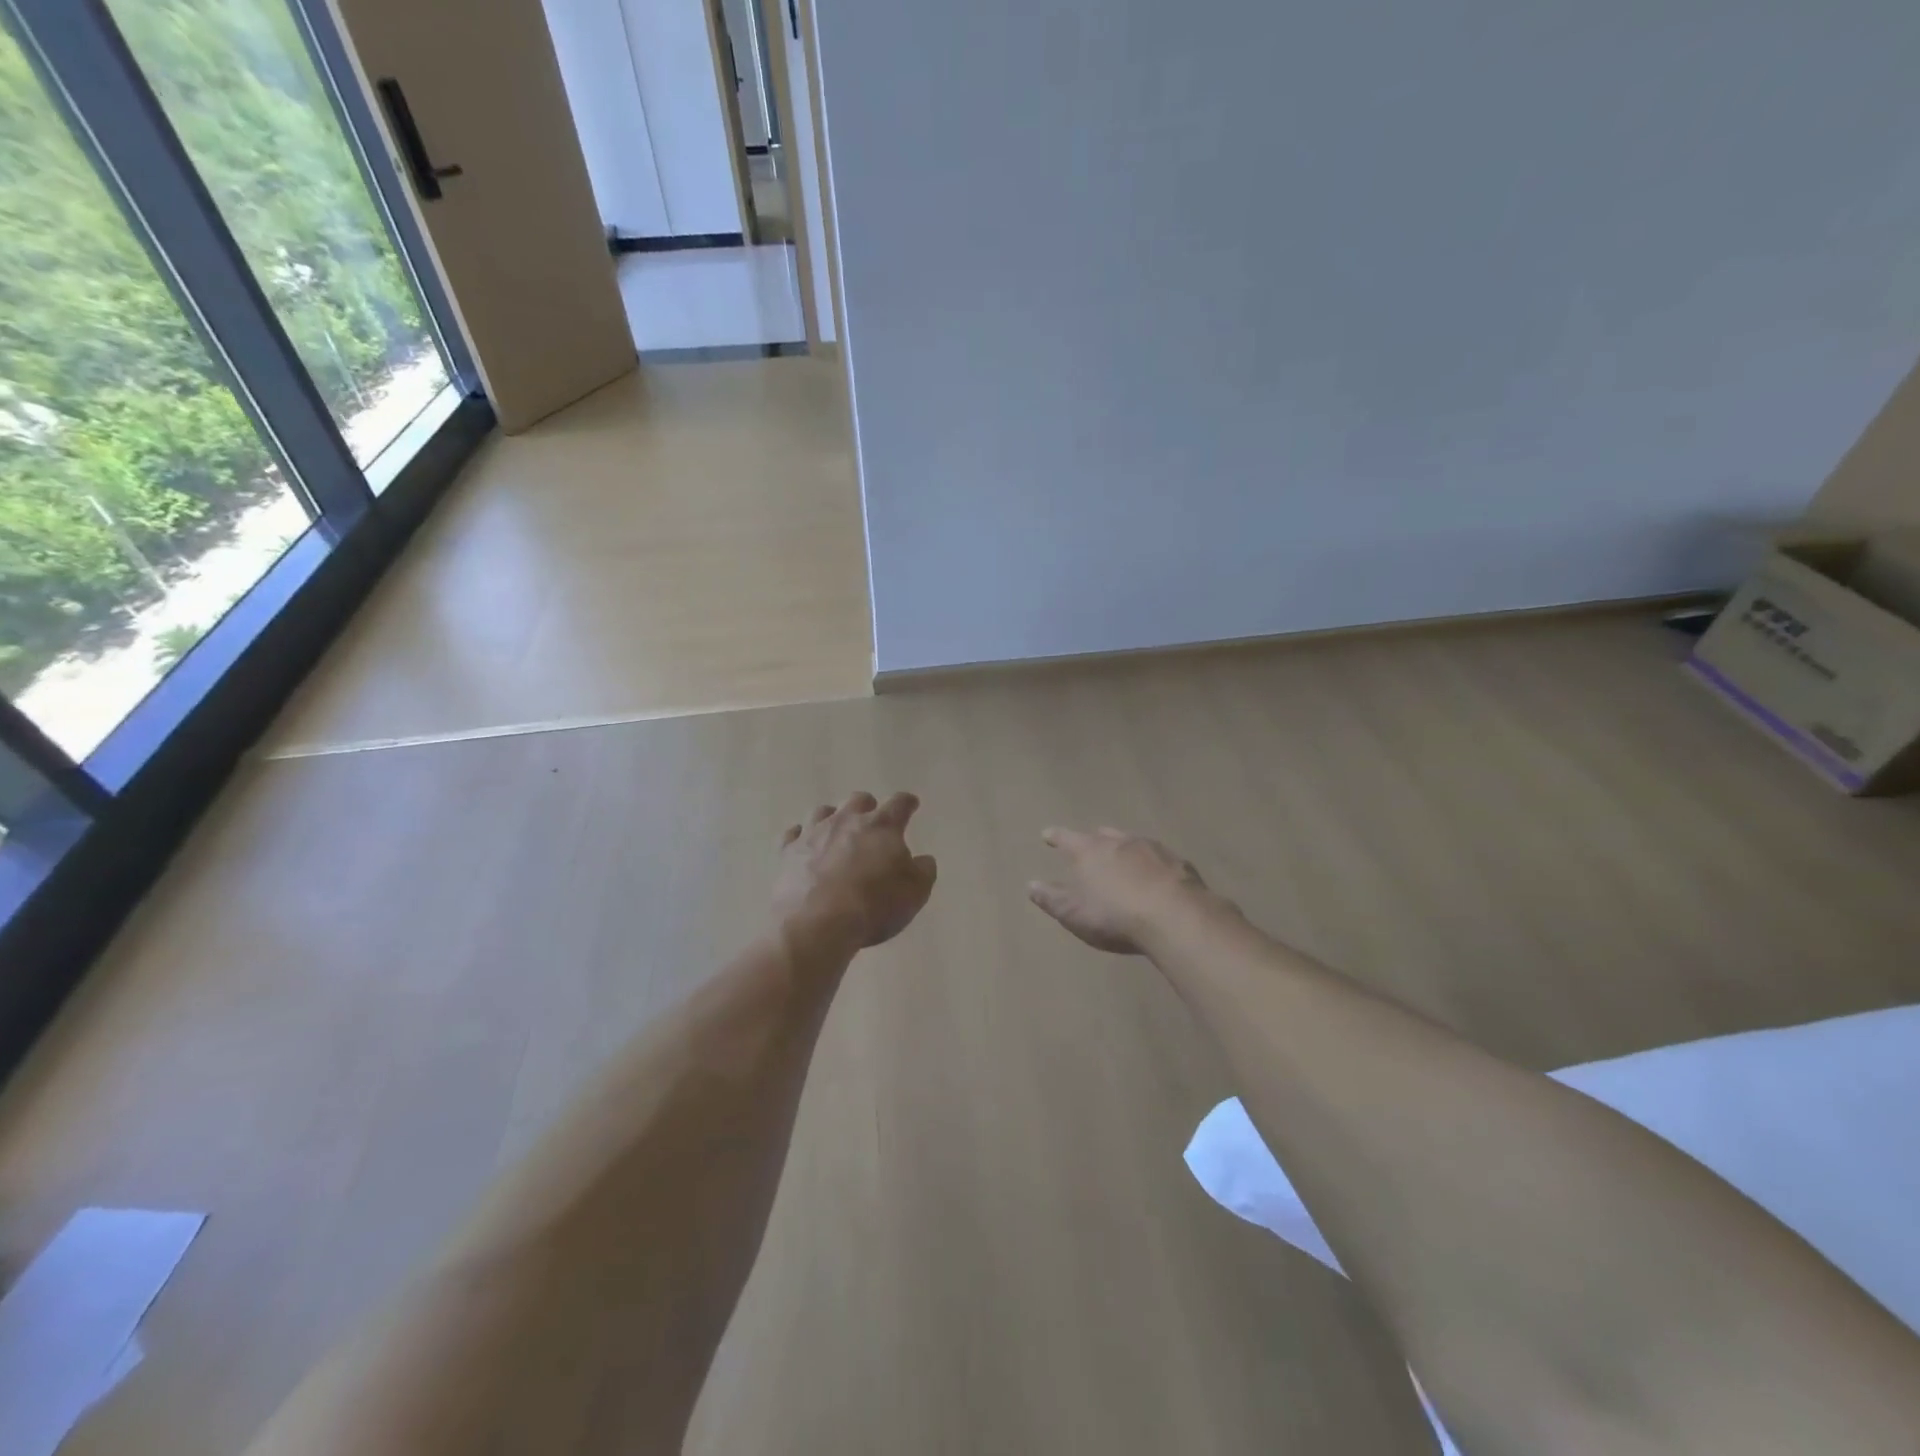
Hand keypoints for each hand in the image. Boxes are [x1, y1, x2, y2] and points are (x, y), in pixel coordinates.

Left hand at [774, 792, 937, 957]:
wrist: (816, 924)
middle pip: (858, 800)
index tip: (911, 804)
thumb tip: (923, 860)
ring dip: (833, 818)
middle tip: (872, 822)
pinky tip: (803, 844)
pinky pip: (792, 835)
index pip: (899, 804)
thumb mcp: (915, 893)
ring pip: (823, 812)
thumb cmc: (873, 905)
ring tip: (837, 832)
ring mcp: (813, 834)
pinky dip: (800, 837)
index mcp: (881, 826)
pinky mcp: (787, 852)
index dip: (907, 803)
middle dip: (868, 807)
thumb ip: (923, 871)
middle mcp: (846, 821)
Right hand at [1028, 826, 1229, 954]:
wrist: (1174, 916)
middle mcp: (1120, 842)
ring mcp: (1153, 849)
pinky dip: (1153, 865)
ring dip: (1126, 849)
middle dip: (1095, 838)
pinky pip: (1160, 859)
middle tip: (1091, 842)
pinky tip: (1157, 876)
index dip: (1056, 836)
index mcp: (1090, 851)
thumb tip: (1031, 885)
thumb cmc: (1114, 915)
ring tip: (1124, 857)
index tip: (1047, 833)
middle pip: (1103, 835)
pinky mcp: (1179, 864)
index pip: (1067, 838)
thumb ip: (1052, 898)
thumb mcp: (1073, 913)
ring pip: (1133, 842)